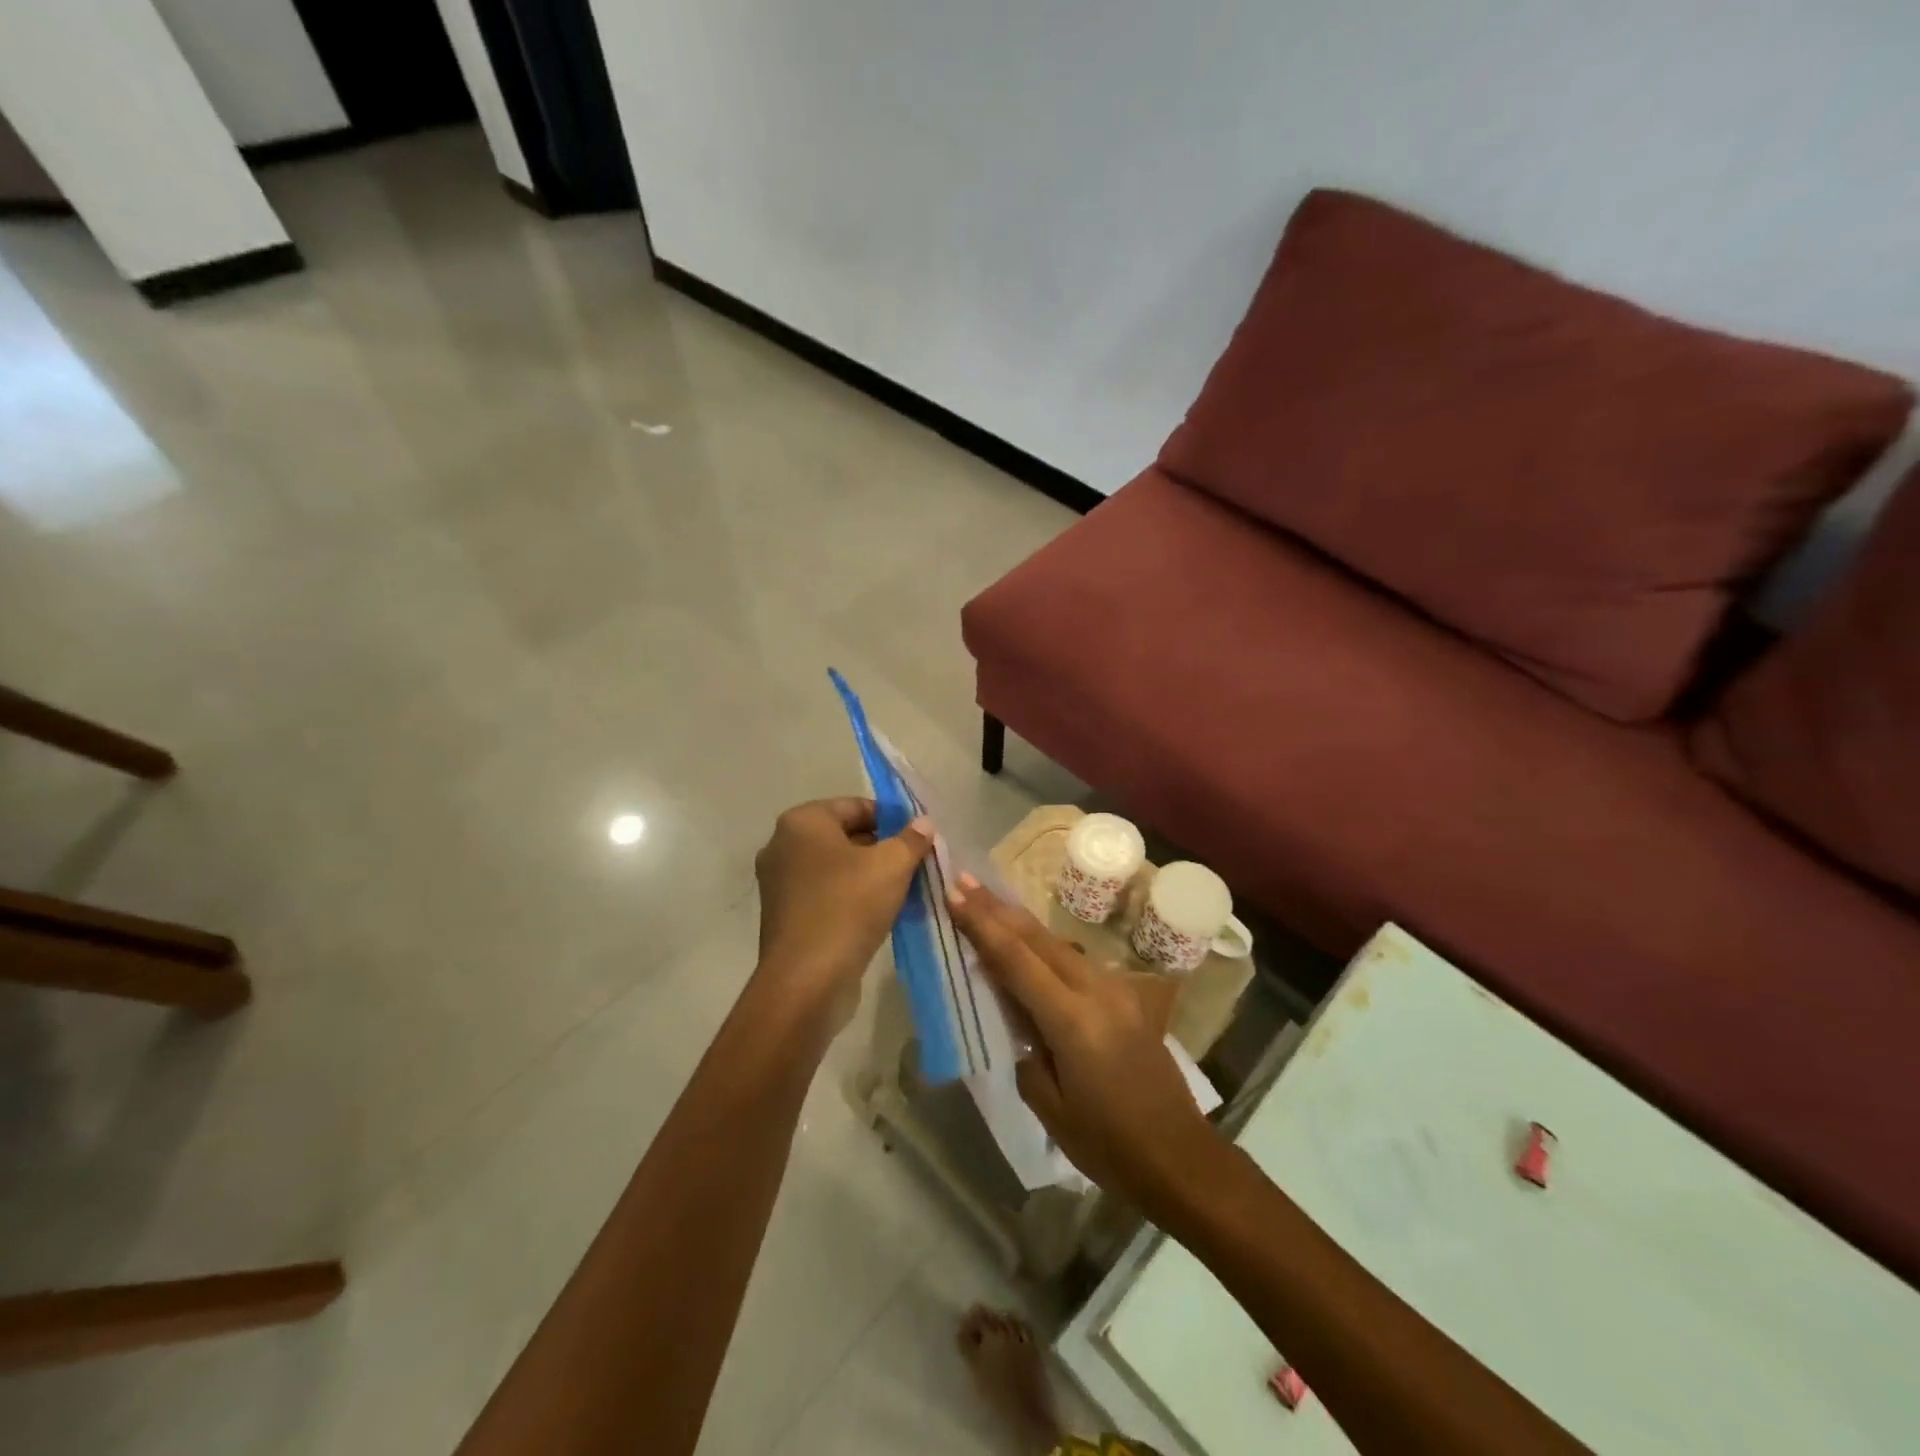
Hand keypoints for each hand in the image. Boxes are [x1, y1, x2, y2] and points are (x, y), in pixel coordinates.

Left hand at [753, 798, 932, 1029]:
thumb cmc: (848, 907)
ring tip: (904, 890)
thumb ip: (911, 839)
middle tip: (916, 864)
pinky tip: (880, 913)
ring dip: (870, 875)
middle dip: (882, 848)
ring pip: (836, 867)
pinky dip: (851, 897)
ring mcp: (780, 883)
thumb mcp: (892, 866)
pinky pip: (825, 894)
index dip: (893, 819)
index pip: (856, 806)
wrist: (806, 981)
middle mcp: (782, 846)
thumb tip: (923, 824)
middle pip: (845, 835)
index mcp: (802, 822)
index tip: (920, 839)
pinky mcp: (785, 916)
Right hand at [949, 879, 1216, 1207]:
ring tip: (987, 903)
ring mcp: (1116, 989)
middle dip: (997, 908)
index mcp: (1072, 1020)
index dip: (982, 924)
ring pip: (1058, 943)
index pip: (1016, 959)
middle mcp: (1096, 990)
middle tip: (964, 881)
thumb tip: (1014, 1012)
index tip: (955, 893)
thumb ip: (1025, 1047)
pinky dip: (1044, 946)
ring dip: (1020, 922)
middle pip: (1037, 938)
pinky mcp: (1126, 996)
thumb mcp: (1049, 1104)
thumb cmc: (1108, 1143)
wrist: (1178, 1155)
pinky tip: (1028, 944)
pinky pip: (1075, 960)